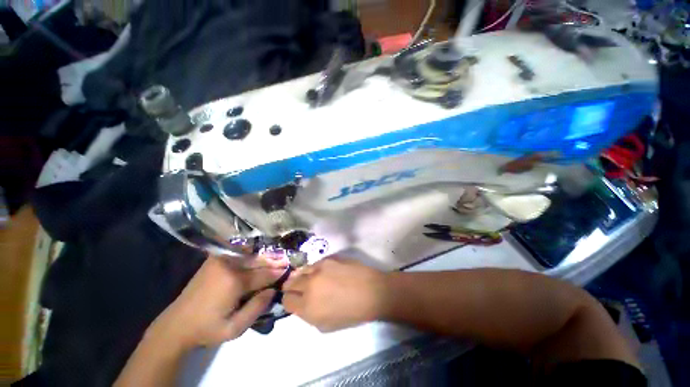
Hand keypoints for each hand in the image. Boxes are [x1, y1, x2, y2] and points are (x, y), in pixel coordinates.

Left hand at [147, 254, 287, 350]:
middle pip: (258, 261)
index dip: (277, 273)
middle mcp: (228, 266)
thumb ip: (256, 308)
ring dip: (264, 257)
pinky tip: (259, 254)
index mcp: (234, 282)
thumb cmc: (207, 329)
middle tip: (287, 260)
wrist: (176, 325)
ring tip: (277, 257)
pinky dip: (251, 253)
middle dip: (273, 262)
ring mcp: (220, 260)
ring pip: (250, 255)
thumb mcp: (234, 329)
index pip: (263, 274)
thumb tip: (273, 290)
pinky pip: (239, 253)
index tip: (288, 270)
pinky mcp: (215, 260)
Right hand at [282, 258, 388, 331]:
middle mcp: (309, 285)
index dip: (289, 301)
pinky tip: (322, 272)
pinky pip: (314, 264)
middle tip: (299, 289)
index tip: (294, 300)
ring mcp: (319, 268)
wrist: (371, 291)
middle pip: (290, 283)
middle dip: (292, 287)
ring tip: (310, 279)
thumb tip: (301, 304)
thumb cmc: (351, 313)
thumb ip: (308, 315)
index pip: (286, 300)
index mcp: (307, 306)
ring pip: (301, 270)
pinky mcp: (328, 258)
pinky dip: (314, 269)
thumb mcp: (326, 326)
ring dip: (302, 276)